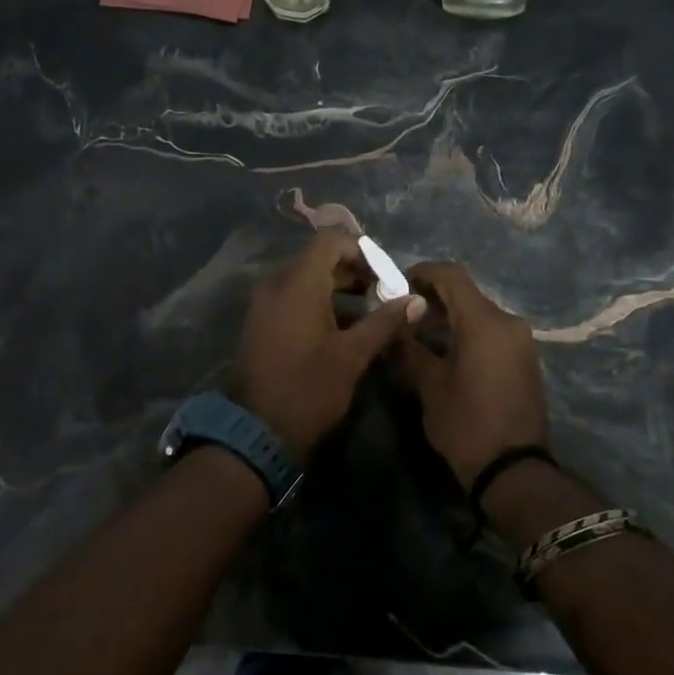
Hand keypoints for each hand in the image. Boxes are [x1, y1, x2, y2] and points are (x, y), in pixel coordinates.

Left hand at [232, 231, 425, 460]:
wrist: (256, 433)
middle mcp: (276, 285)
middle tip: (387, 293)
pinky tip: (345, 325)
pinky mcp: (262, 323)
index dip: (363, 250)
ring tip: (372, 310)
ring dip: (340, 287)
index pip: (330, 241)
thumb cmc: (307, 390)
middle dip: (355, 271)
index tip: (388, 274)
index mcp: (296, 284)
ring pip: (307, 279)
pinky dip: (320, 301)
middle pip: (319, 258)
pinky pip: (294, 297)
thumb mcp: (352, 356)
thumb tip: (417, 300)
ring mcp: (265, 304)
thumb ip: (385, 322)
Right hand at [397, 262, 549, 490]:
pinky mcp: (525, 358)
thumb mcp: (429, 386)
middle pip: (467, 293)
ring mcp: (521, 340)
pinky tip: (446, 351)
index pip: (452, 275)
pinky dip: (468, 331)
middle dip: (433, 297)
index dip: (422, 272)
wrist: (514, 469)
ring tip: (420, 335)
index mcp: (485, 322)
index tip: (397, 285)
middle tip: (403, 313)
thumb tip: (394, 323)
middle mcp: (508, 322)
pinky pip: (492, 331)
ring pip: (480, 313)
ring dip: (450, 316)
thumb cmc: (466, 424)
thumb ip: (409, 347)